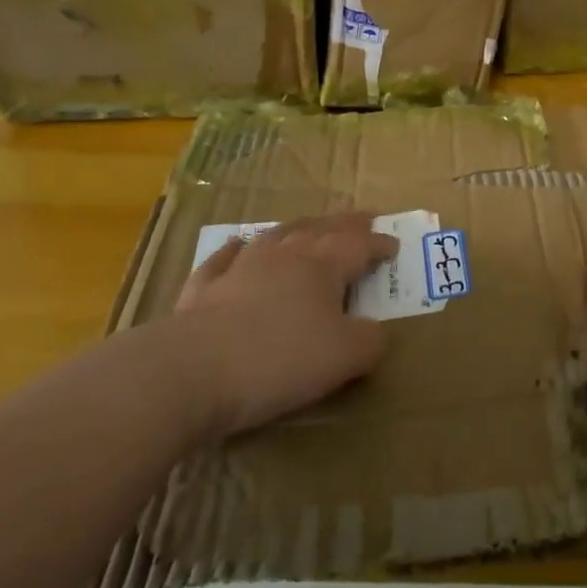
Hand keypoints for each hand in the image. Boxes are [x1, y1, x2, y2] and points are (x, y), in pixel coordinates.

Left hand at [171, 213, 393, 436]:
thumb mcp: (344, 358)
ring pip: (277, 235)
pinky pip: (224, 258)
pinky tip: (238, 246)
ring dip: (298, 227)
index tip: (394, 246)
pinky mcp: (203, 289)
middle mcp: (285, 255)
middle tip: (363, 216)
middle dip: (346, 223)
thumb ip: (369, 342)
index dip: (379, 244)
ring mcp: (241, 267)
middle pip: (322, 229)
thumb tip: (376, 333)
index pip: (360, 245)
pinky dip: (236, 250)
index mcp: (323, 265)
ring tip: (310, 224)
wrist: (192, 371)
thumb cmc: (279, 359)